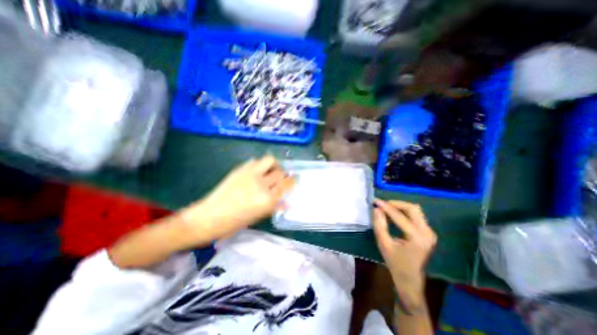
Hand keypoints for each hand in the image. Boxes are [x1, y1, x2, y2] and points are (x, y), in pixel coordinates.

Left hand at [182, 155, 292, 239]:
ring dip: (274, 165)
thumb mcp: (258, 216)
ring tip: (271, 171)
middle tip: (281, 178)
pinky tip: (258, 172)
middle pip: (280, 173)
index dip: (292, 181)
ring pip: (270, 160)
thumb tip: (286, 203)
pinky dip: (261, 165)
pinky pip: (256, 161)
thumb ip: (274, 206)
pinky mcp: (240, 169)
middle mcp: (261, 184)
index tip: (295, 179)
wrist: (209, 216)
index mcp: (267, 199)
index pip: (286, 185)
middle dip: (284, 175)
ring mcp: (250, 174)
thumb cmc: (235, 223)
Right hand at [374, 199, 437, 305]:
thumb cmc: (395, 263)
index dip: (386, 207)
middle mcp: (427, 232)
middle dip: (396, 204)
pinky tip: (393, 215)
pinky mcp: (428, 232)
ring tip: (386, 208)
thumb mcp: (383, 244)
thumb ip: (379, 225)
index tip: (375, 201)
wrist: (410, 279)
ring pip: (415, 210)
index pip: (400, 216)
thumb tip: (376, 209)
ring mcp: (430, 232)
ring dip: (400, 207)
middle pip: (412, 208)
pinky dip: (403, 212)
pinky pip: (416, 215)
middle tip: (382, 205)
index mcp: (417, 238)